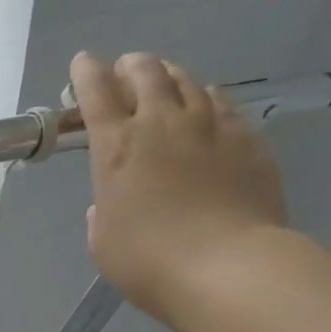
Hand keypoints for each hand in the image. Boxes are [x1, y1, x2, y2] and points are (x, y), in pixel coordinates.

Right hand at [71, 51, 289, 324]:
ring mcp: (210, 126)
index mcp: (116, 148)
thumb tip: (111, 200)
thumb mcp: (103, 242)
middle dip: (130, 66)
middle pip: (145, 72)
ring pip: (187, 80)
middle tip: (125, 72)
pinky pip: (222, 103)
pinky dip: (207, 99)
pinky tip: (207, 107)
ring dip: (170, 76)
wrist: (227, 267)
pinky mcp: (247, 138)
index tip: (82, 64)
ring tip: (165, 82)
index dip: (86, 73)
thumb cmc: (148, 262)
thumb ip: (102, 211)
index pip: (96, 92)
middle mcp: (162, 123)